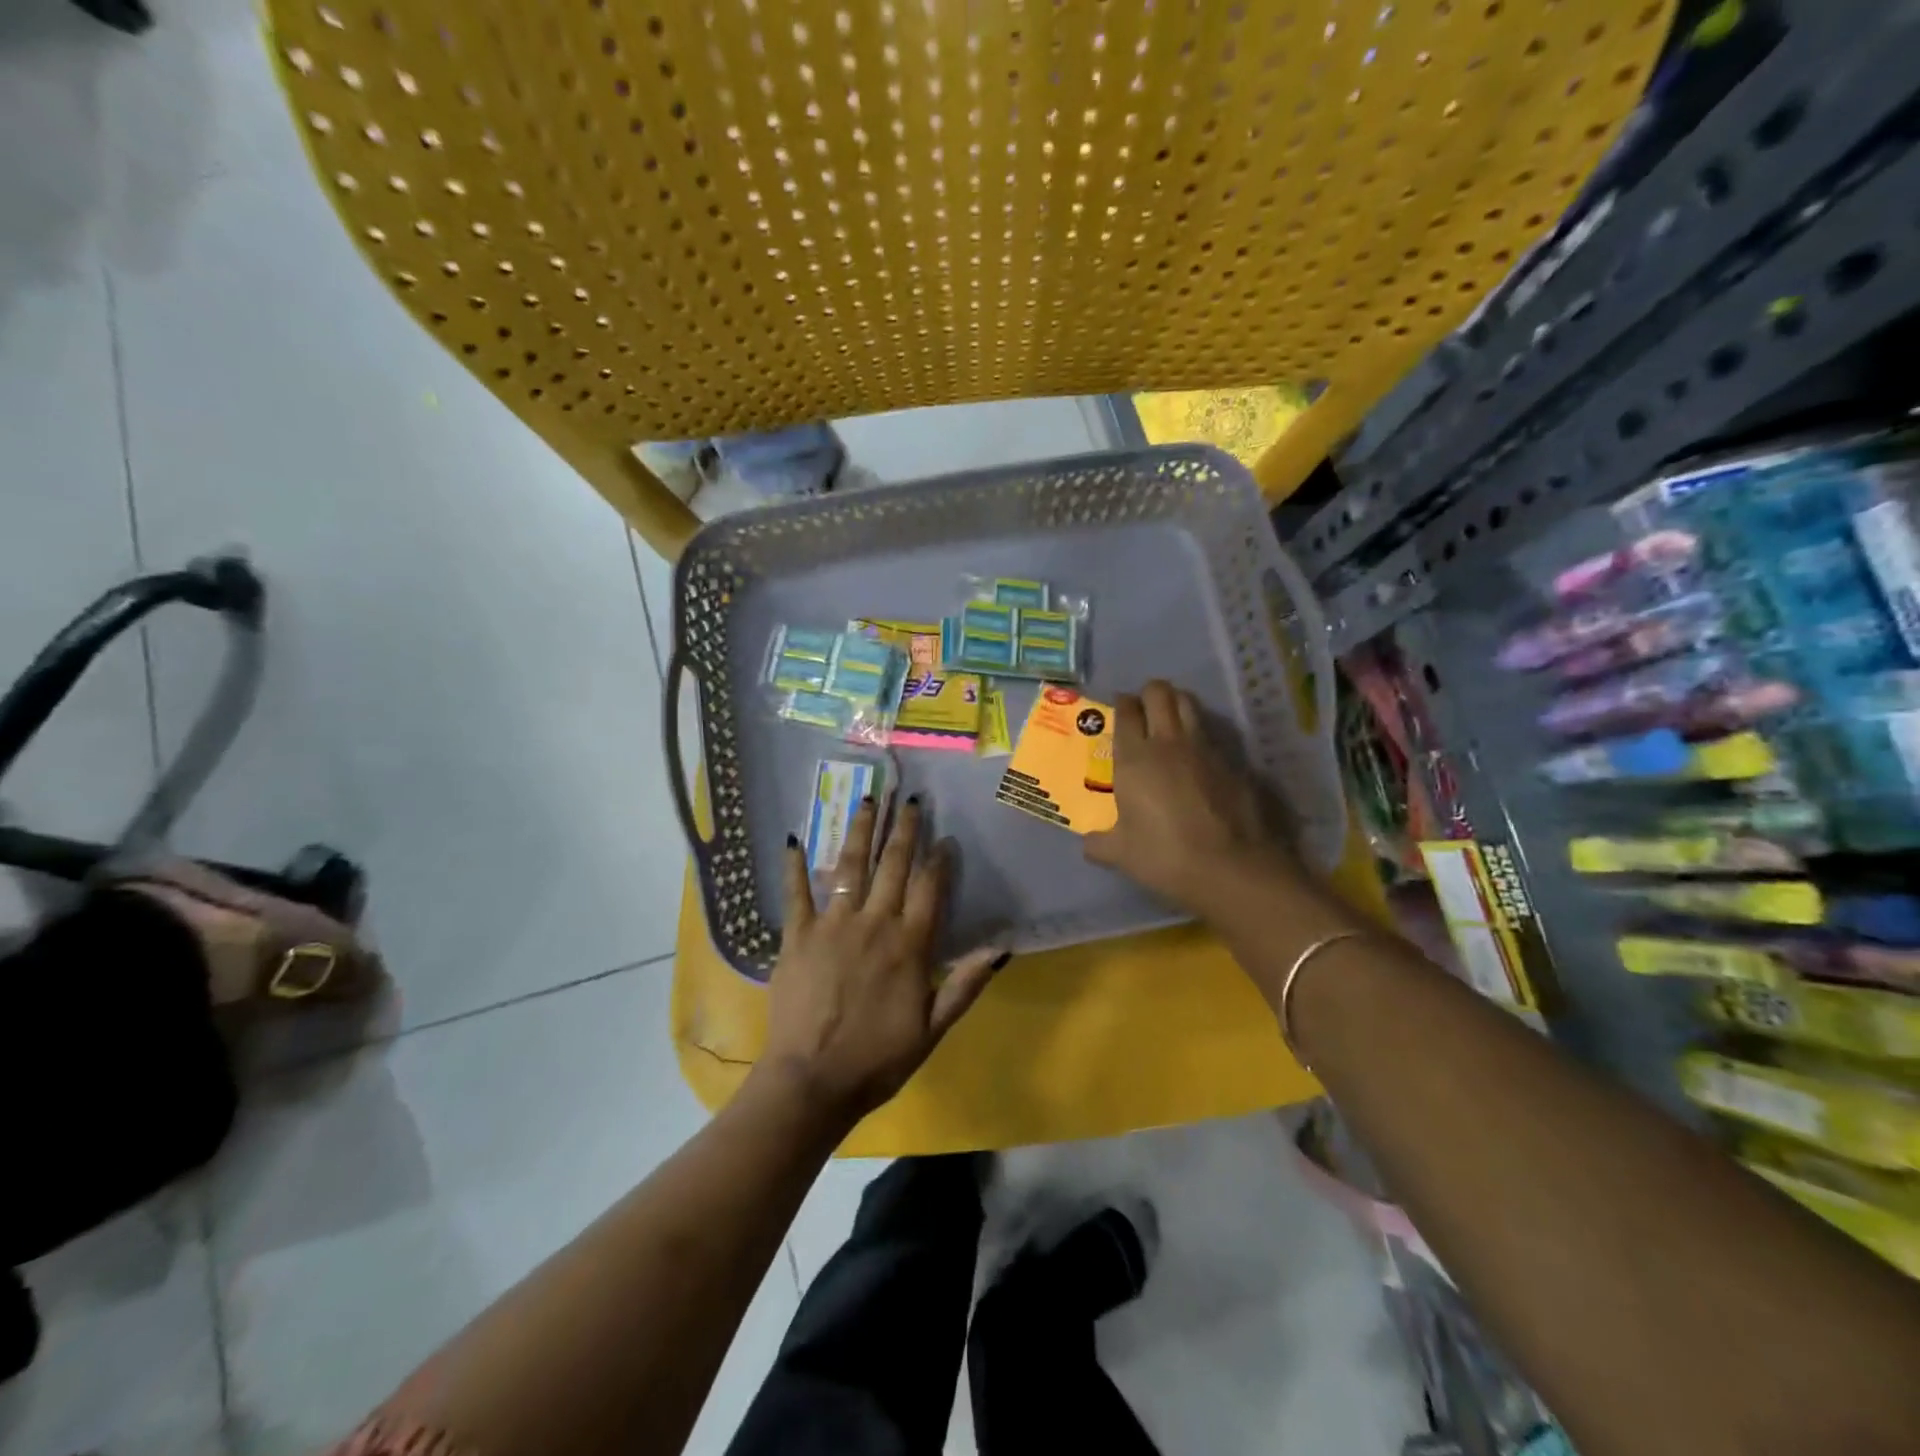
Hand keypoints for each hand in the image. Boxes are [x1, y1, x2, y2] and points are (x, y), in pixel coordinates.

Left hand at [756, 797, 1005, 1125]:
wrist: (813, 1081)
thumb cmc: (878, 1059)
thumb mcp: (933, 1029)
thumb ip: (966, 985)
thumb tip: (1001, 947)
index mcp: (909, 945)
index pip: (931, 888)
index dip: (940, 859)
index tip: (945, 836)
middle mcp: (874, 923)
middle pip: (893, 866)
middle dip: (904, 830)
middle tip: (909, 799)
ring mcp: (832, 925)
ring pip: (850, 867)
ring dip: (860, 831)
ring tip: (867, 800)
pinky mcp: (796, 936)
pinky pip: (795, 893)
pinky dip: (794, 866)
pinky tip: (793, 838)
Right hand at [1084, 679, 1296, 917]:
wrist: (1230, 868)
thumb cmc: (1164, 856)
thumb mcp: (1120, 854)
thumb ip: (1100, 843)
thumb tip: (1089, 843)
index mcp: (1134, 757)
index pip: (1126, 711)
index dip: (1122, 704)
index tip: (1119, 710)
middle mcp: (1168, 742)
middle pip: (1159, 692)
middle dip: (1149, 694)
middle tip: (1143, 710)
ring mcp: (1204, 748)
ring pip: (1189, 704)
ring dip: (1177, 704)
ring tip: (1170, 722)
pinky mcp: (1232, 762)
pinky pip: (1211, 734)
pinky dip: (1201, 735)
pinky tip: (1198, 758)